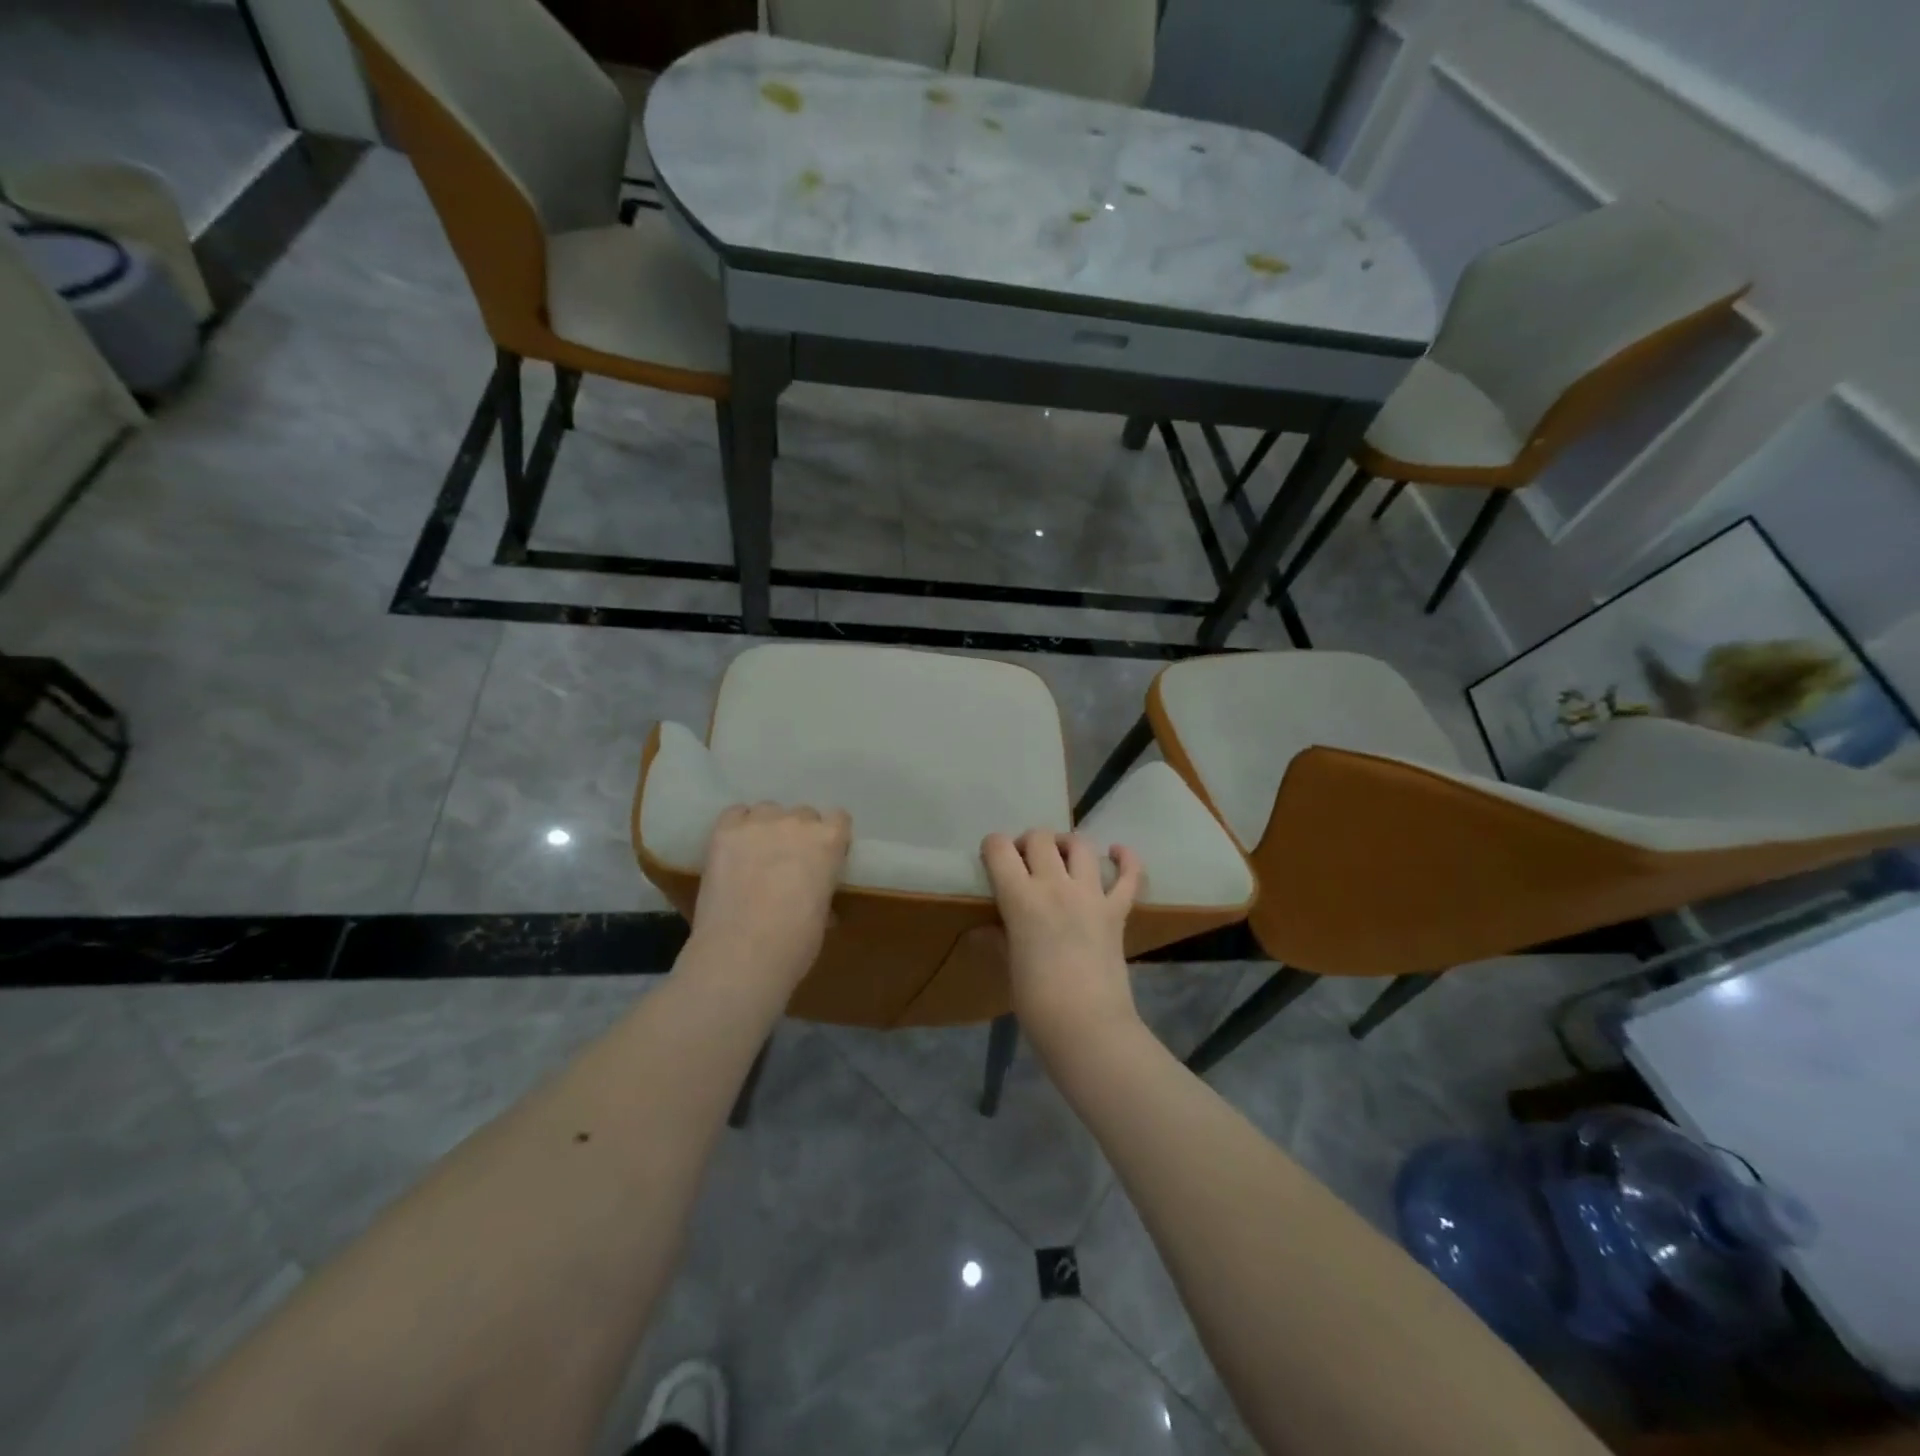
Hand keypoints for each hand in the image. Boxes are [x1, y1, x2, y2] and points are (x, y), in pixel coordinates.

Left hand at [688, 803, 851, 994]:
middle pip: (803, 814)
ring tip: (757, 855)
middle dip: (798, 834)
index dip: (830, 839)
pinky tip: (734, 849)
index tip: (823, 858)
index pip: (838, 819)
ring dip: (768, 828)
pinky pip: (735, 814)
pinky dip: (738, 827)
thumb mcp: (822, 913)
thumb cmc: (794, 944)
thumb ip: (820, 888)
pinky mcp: (725, 832)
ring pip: (768, 811)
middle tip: (788, 863)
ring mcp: (758, 824)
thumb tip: (812, 895)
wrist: (742, 956)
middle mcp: (797, 822)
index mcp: (829, 841)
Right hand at [981, 829, 1144, 1046]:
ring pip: (1080, 845)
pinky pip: (1129, 876)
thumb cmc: (1037, 1003)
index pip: (999, 849)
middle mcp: (1055, 886)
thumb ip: (997, 940)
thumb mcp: (1008, 968)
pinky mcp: (1117, 911)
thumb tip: (981, 931)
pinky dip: (1126, 859)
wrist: (1088, 1028)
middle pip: (1040, 838)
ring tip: (1060, 857)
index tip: (991, 860)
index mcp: (1020, 899)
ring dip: (1066, 844)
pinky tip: (1117, 853)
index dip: (992, 847)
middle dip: (1027, 843)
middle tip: (1024, 863)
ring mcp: (1091, 895)